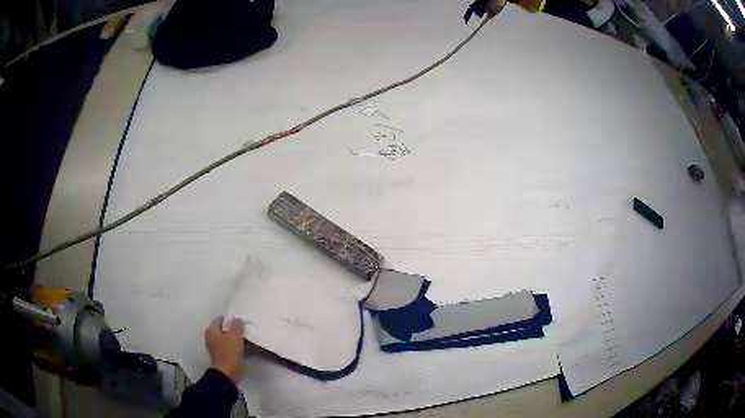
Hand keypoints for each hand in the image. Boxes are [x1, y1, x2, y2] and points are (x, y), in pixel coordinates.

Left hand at [205, 317, 244, 382]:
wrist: (227, 373)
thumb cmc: (229, 352)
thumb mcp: (235, 335)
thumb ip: (237, 325)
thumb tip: (238, 319)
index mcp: (211, 330)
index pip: (220, 319)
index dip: (230, 319)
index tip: (240, 321)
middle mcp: (211, 337)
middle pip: (223, 329)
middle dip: (234, 329)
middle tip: (245, 330)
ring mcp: (215, 348)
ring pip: (227, 339)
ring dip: (235, 339)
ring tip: (246, 339)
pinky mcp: (221, 356)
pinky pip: (228, 347)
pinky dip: (235, 347)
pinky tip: (244, 348)